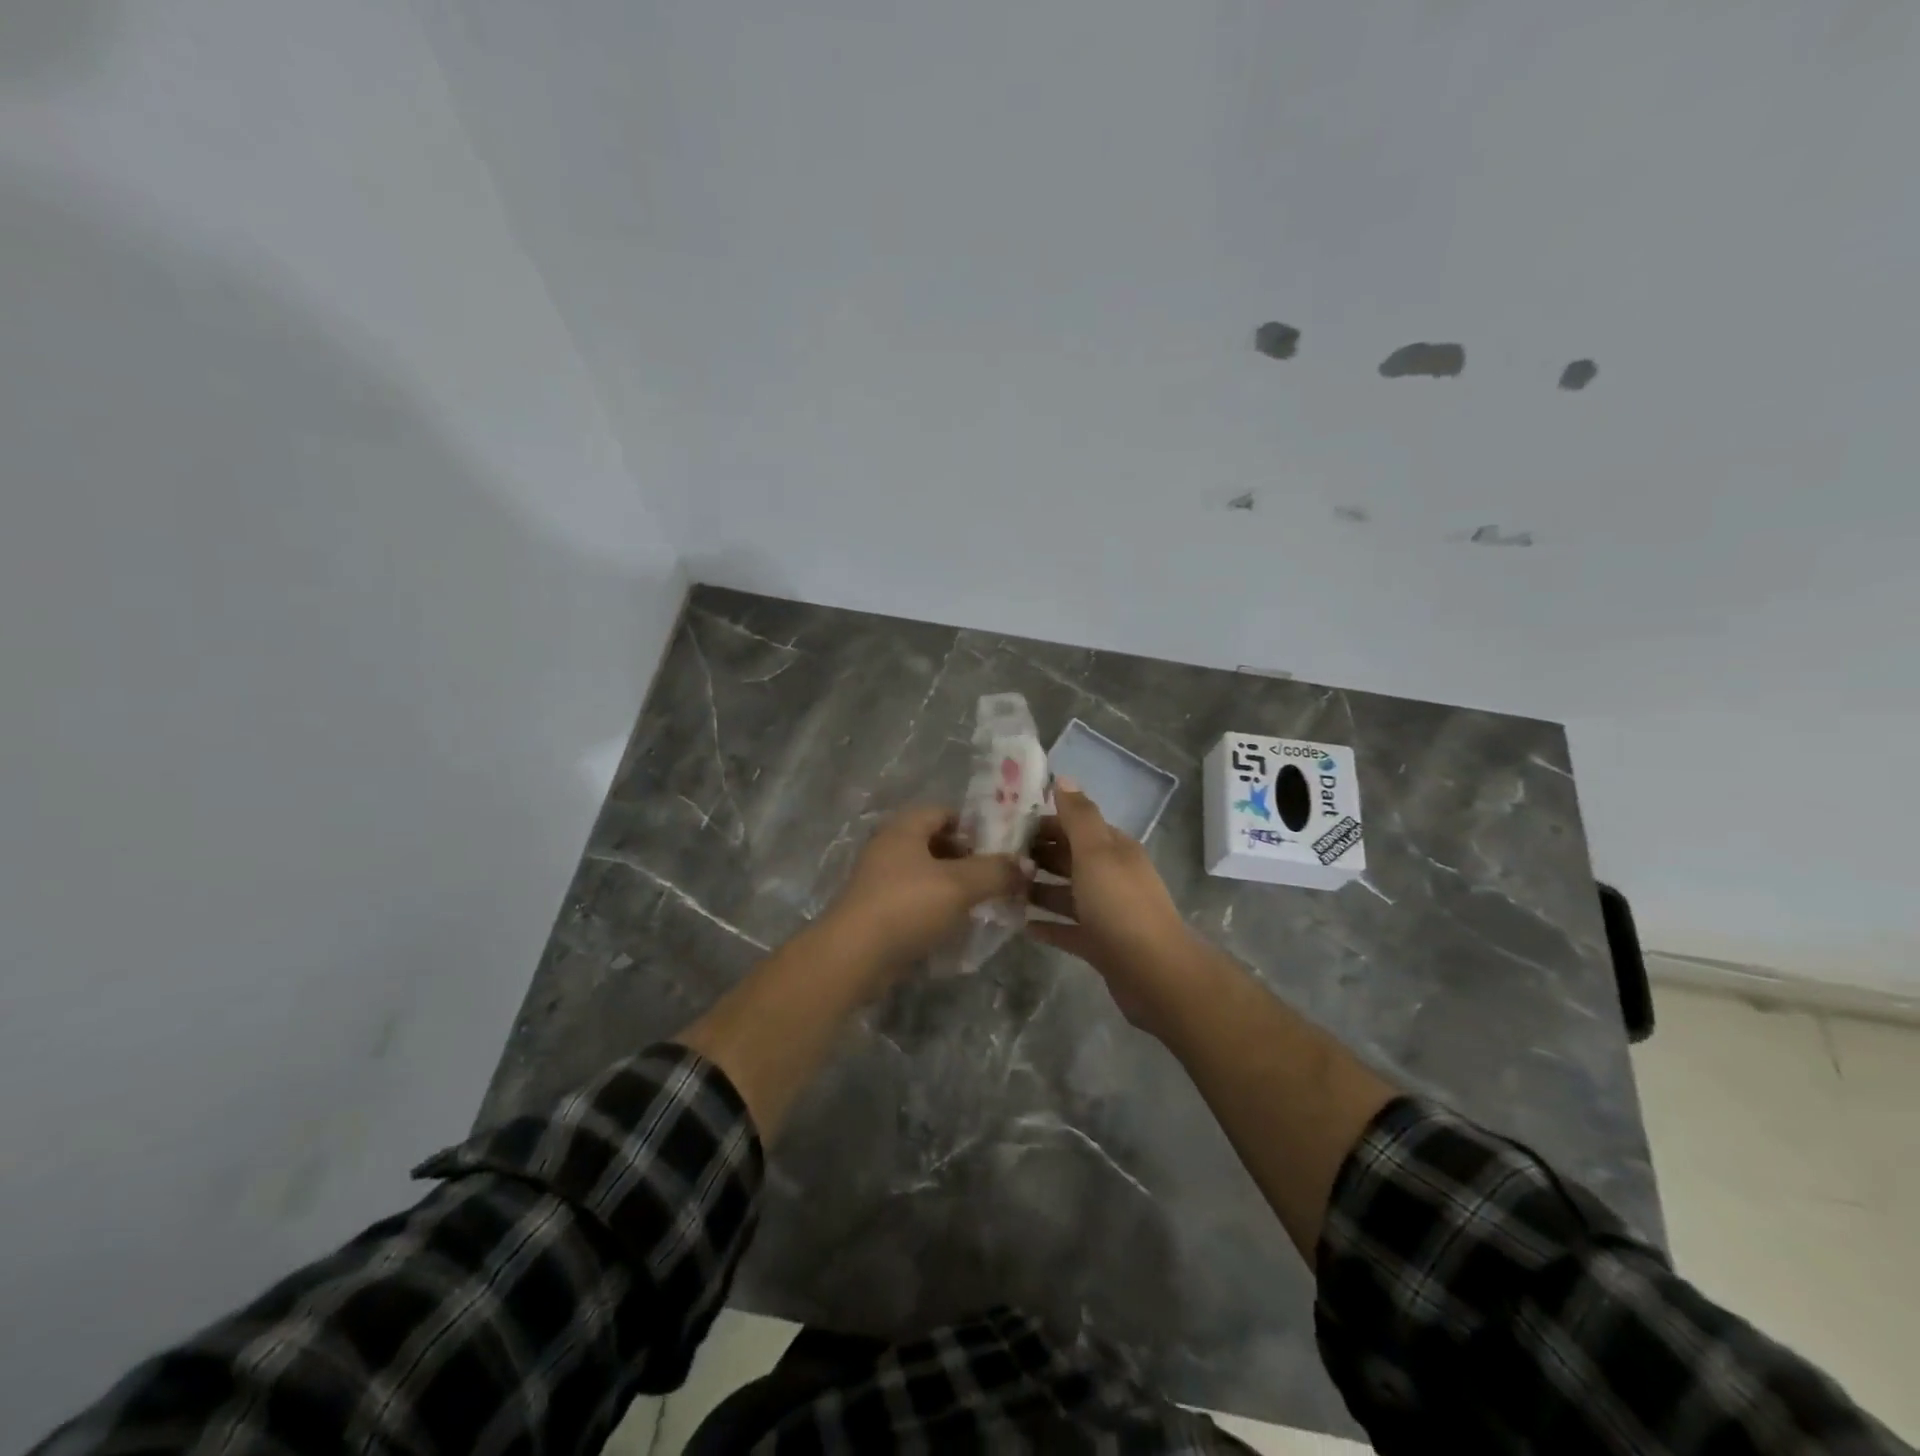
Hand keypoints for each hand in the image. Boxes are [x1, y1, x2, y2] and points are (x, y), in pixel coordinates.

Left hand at [826, 805, 1026, 972]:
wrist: (854, 956)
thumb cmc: (907, 906)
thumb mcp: (960, 885)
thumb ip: (996, 872)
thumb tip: (1026, 864)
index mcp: (904, 828)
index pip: (945, 812)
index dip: (975, 826)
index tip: (1002, 847)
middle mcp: (889, 847)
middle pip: (936, 843)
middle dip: (968, 859)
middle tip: (997, 877)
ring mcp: (880, 880)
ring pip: (926, 875)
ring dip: (954, 886)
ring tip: (983, 903)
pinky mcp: (878, 911)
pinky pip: (915, 901)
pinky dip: (937, 908)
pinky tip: (957, 925)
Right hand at [1026, 781, 1200, 1034]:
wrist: (1154, 973)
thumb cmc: (1120, 905)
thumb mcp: (1096, 852)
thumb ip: (1078, 816)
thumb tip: (1063, 778)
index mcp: (1113, 849)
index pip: (1074, 826)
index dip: (1043, 823)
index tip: (1004, 826)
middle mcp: (1111, 875)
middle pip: (1068, 858)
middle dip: (1036, 855)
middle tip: (995, 858)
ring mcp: (1106, 911)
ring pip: (1066, 893)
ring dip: (1037, 889)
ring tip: (1001, 889)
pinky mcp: (1100, 944)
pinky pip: (1067, 929)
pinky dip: (1047, 925)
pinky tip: (1020, 925)